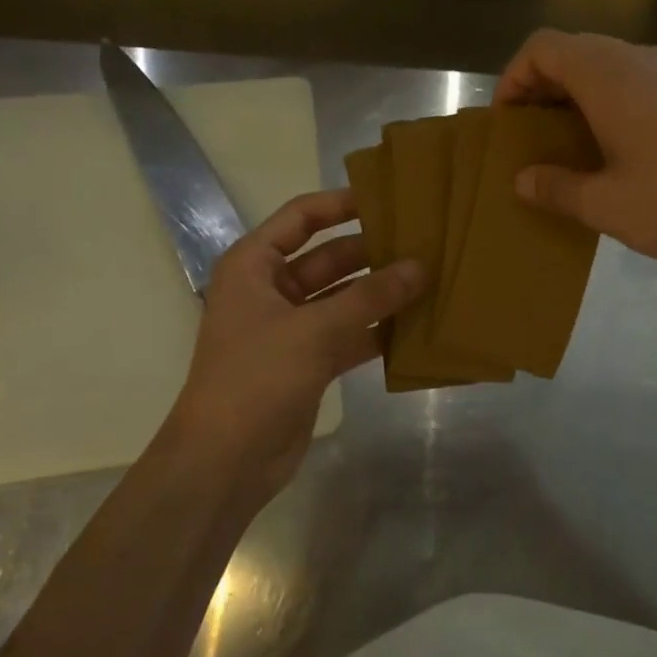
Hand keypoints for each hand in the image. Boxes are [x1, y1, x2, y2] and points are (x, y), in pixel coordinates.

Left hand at [158, 190, 421, 508]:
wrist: (226, 460)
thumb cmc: (257, 378)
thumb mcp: (314, 330)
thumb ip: (370, 297)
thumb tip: (421, 267)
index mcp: (254, 266)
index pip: (300, 218)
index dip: (341, 204)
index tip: (389, 196)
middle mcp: (272, 291)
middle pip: (329, 258)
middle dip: (373, 251)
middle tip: (424, 241)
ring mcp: (292, 328)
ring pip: (344, 298)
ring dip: (381, 293)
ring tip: (430, 278)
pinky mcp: (309, 362)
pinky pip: (350, 334)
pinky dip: (378, 330)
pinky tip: (417, 326)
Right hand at [496, 31, 656, 271]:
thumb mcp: (606, 204)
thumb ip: (557, 188)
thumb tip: (523, 180)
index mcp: (608, 74)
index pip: (543, 47)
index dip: (513, 78)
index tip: (506, 123)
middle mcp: (639, 59)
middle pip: (574, 53)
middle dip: (542, 89)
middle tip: (530, 138)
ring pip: (607, 68)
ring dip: (577, 99)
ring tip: (568, 149)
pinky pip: (636, 85)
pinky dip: (610, 106)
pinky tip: (616, 153)